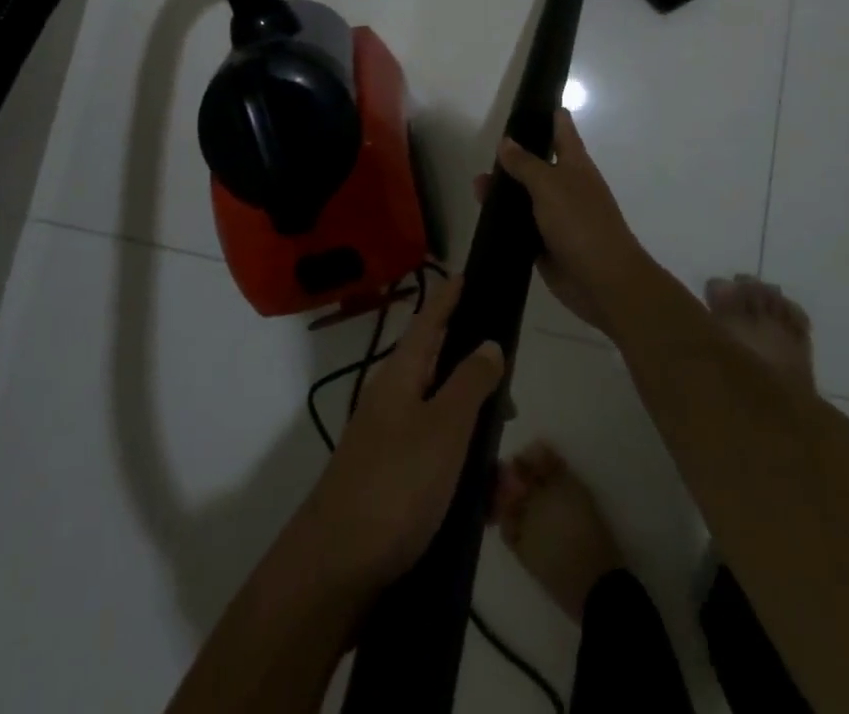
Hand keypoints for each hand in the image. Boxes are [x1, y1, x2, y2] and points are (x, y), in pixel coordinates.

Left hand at [295, 274, 503, 591]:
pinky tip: (486, 512)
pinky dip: (467, 483)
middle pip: (444, 373)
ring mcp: (392, 445)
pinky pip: (441, 469)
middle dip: (482, 387)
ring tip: (507, 487)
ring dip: (481, 449)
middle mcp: (394, 402)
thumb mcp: (444, 428)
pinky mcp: (395, 486)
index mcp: (401, 376)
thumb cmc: (394, 486)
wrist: (335, 574)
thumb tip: (489, 342)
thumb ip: (470, 382)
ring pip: (449, 428)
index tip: (466, 274)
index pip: (429, 320)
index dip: (448, 297)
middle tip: (513, 405)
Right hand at [488, 110, 649, 334]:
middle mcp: (567, 187)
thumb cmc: (582, 223)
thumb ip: (526, 164)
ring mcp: (557, 217)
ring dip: (504, 191)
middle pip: (538, 164)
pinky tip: (484, 217)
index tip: (529, 100)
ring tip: (476, 186)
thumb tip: (506, 142)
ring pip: (526, 197)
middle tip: (486, 148)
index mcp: (576, 165)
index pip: (562, 130)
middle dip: (515, 156)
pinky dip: (505, 222)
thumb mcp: (550, 186)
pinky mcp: (546, 245)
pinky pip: (521, 228)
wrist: (604, 283)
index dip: (549, 113)